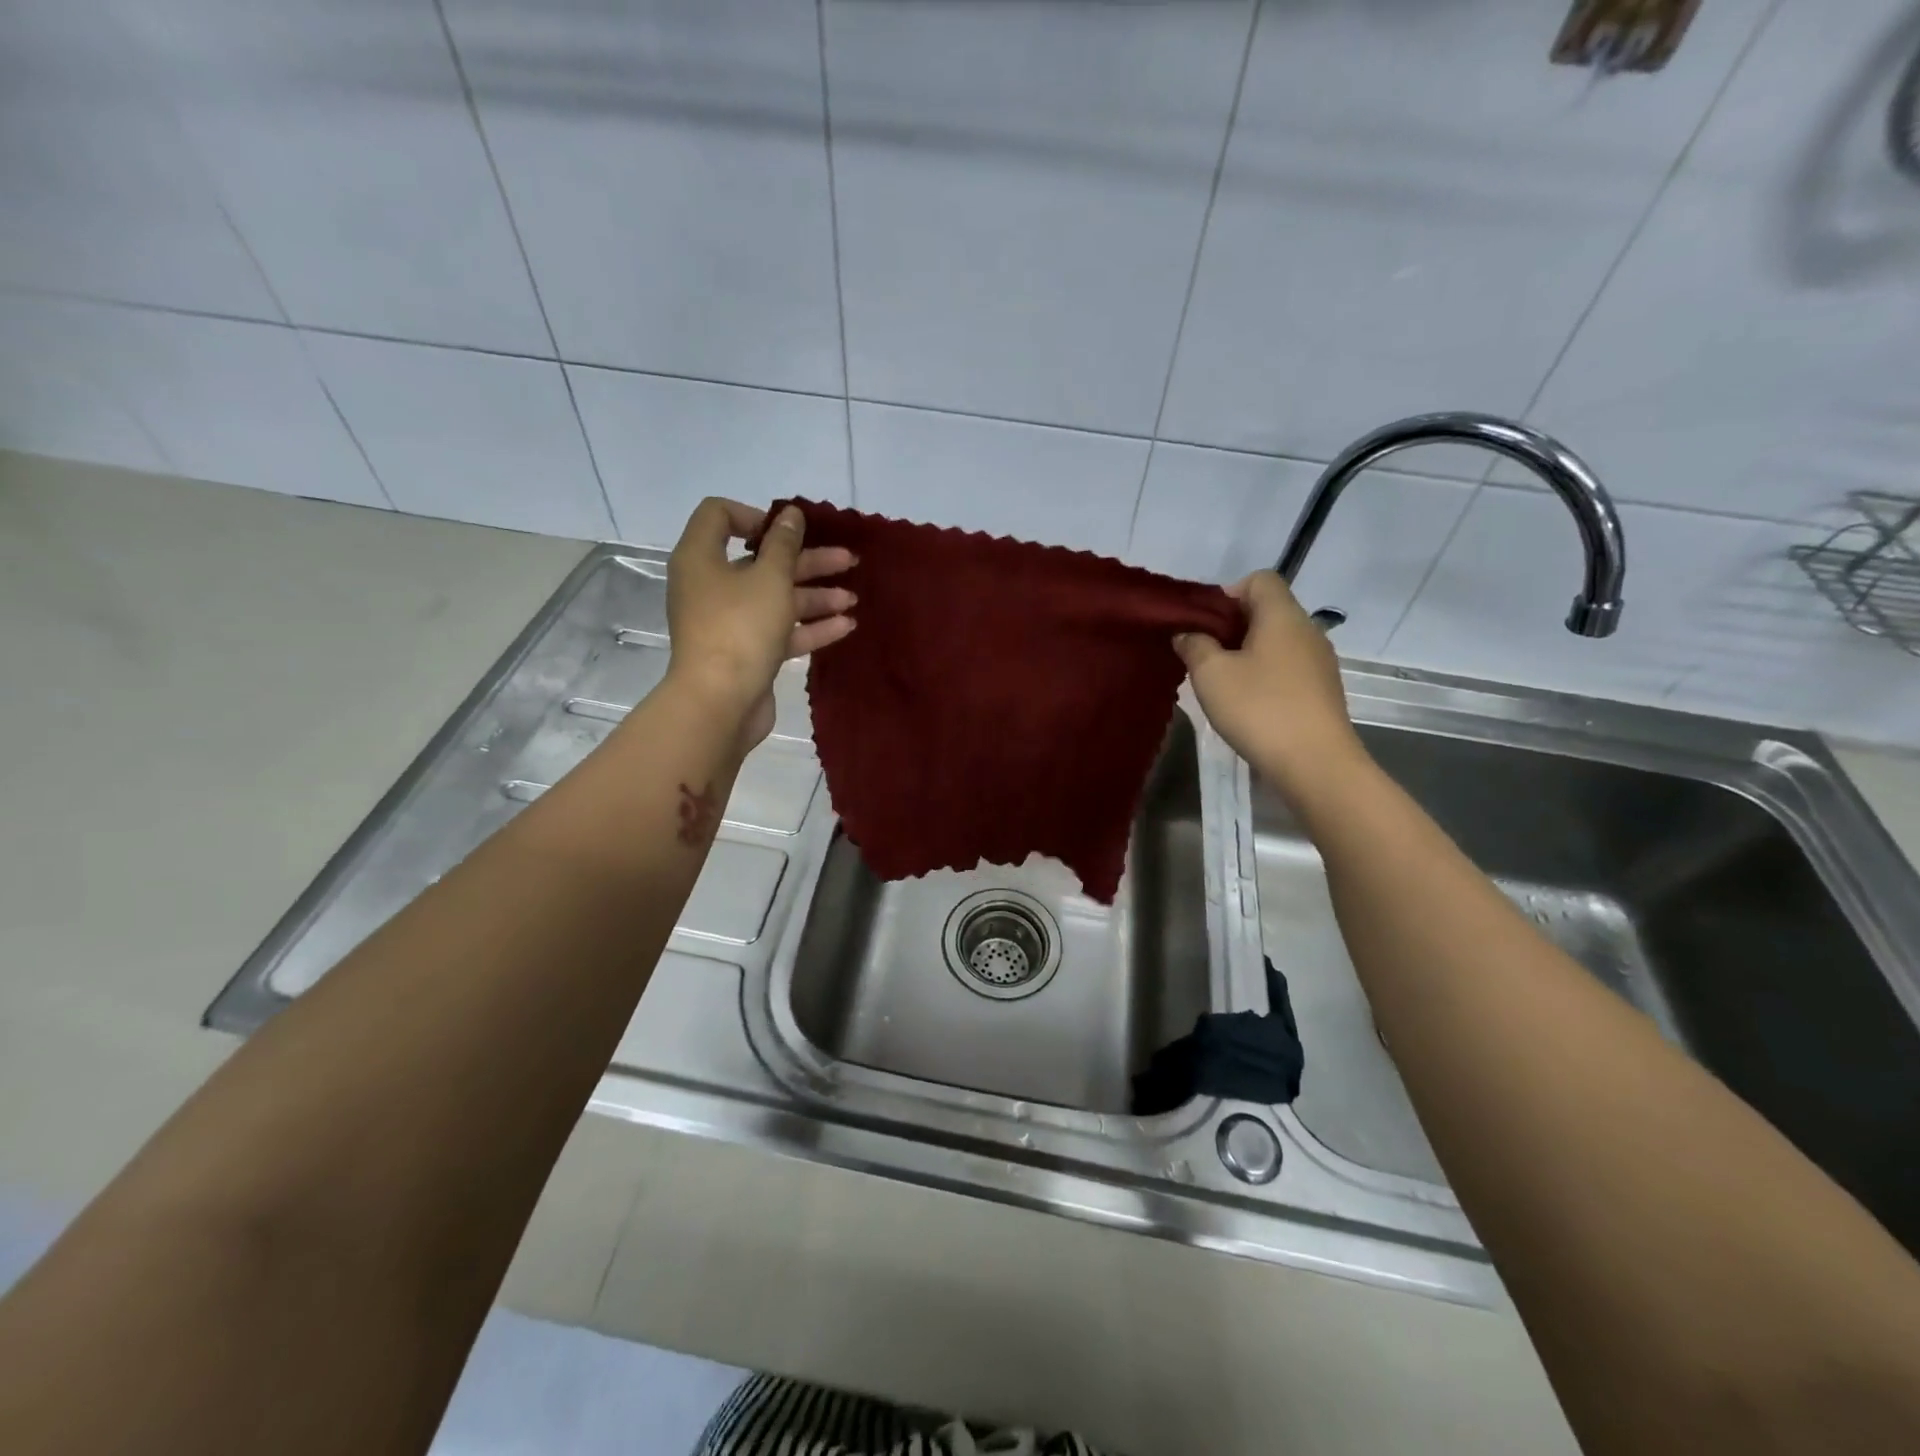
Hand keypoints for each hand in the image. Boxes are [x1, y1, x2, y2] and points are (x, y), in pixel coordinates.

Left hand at [665, 499, 855, 749]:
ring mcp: (728, 622)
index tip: (790, 531)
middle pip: (761, 561)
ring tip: (853, 598)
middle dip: (807, 561)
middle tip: (847, 560)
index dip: (757, 516)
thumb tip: (790, 515)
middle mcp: (711, 586)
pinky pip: (779, 631)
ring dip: (815, 596)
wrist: (720, 703)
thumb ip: (784, 544)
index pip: (720, 516)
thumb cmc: (740, 627)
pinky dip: (808, 627)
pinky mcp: (746, 653)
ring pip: (775, 599)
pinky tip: (845, 626)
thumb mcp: (770, 578)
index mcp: (702, 558)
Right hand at [1175, 571, 1362, 794]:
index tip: (1204, 623)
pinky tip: (1248, 703)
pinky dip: (1265, 675)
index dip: (1228, 593)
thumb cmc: (1259, 708)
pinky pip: (1288, 668)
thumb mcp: (1211, 674)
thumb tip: (1188, 634)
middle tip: (1204, 654)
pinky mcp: (1322, 691)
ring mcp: (1320, 662)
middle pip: (1268, 610)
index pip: (1260, 579)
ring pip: (1277, 641)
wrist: (1315, 763)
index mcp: (1283, 616)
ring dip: (1247, 653)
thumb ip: (1194, 646)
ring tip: (1222, 682)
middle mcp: (1307, 630)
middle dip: (1232, 626)